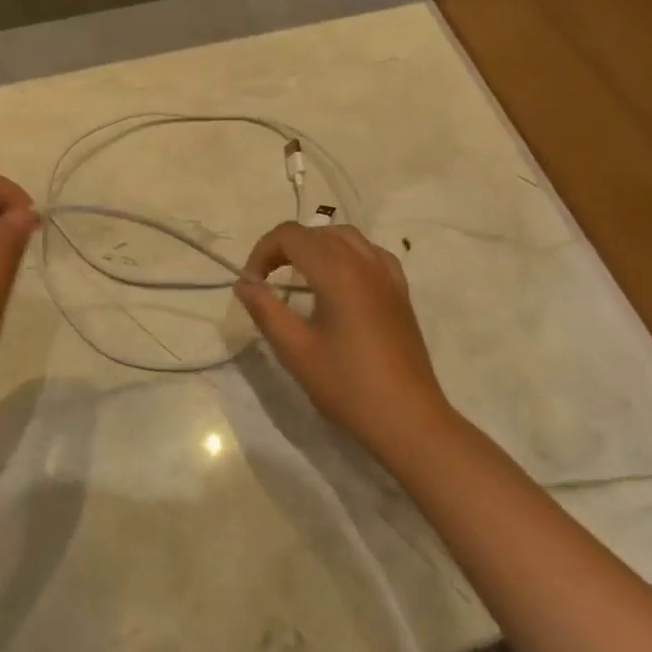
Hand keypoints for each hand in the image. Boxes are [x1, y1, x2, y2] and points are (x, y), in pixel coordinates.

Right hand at [235, 223, 453, 464]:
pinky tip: (340, 280)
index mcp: (338, 273)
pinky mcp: (400, 292)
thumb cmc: (347, 386)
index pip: (291, 235)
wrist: (407, 419)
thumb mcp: (295, 350)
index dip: (263, 251)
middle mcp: (365, 263)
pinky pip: (371, 253)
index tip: (251, 283)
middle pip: (316, 232)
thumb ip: (265, 310)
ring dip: (315, 246)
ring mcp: (388, 276)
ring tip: (298, 276)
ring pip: (345, 237)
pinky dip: (347, 255)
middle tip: (266, 280)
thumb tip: (244, 283)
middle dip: (284, 248)